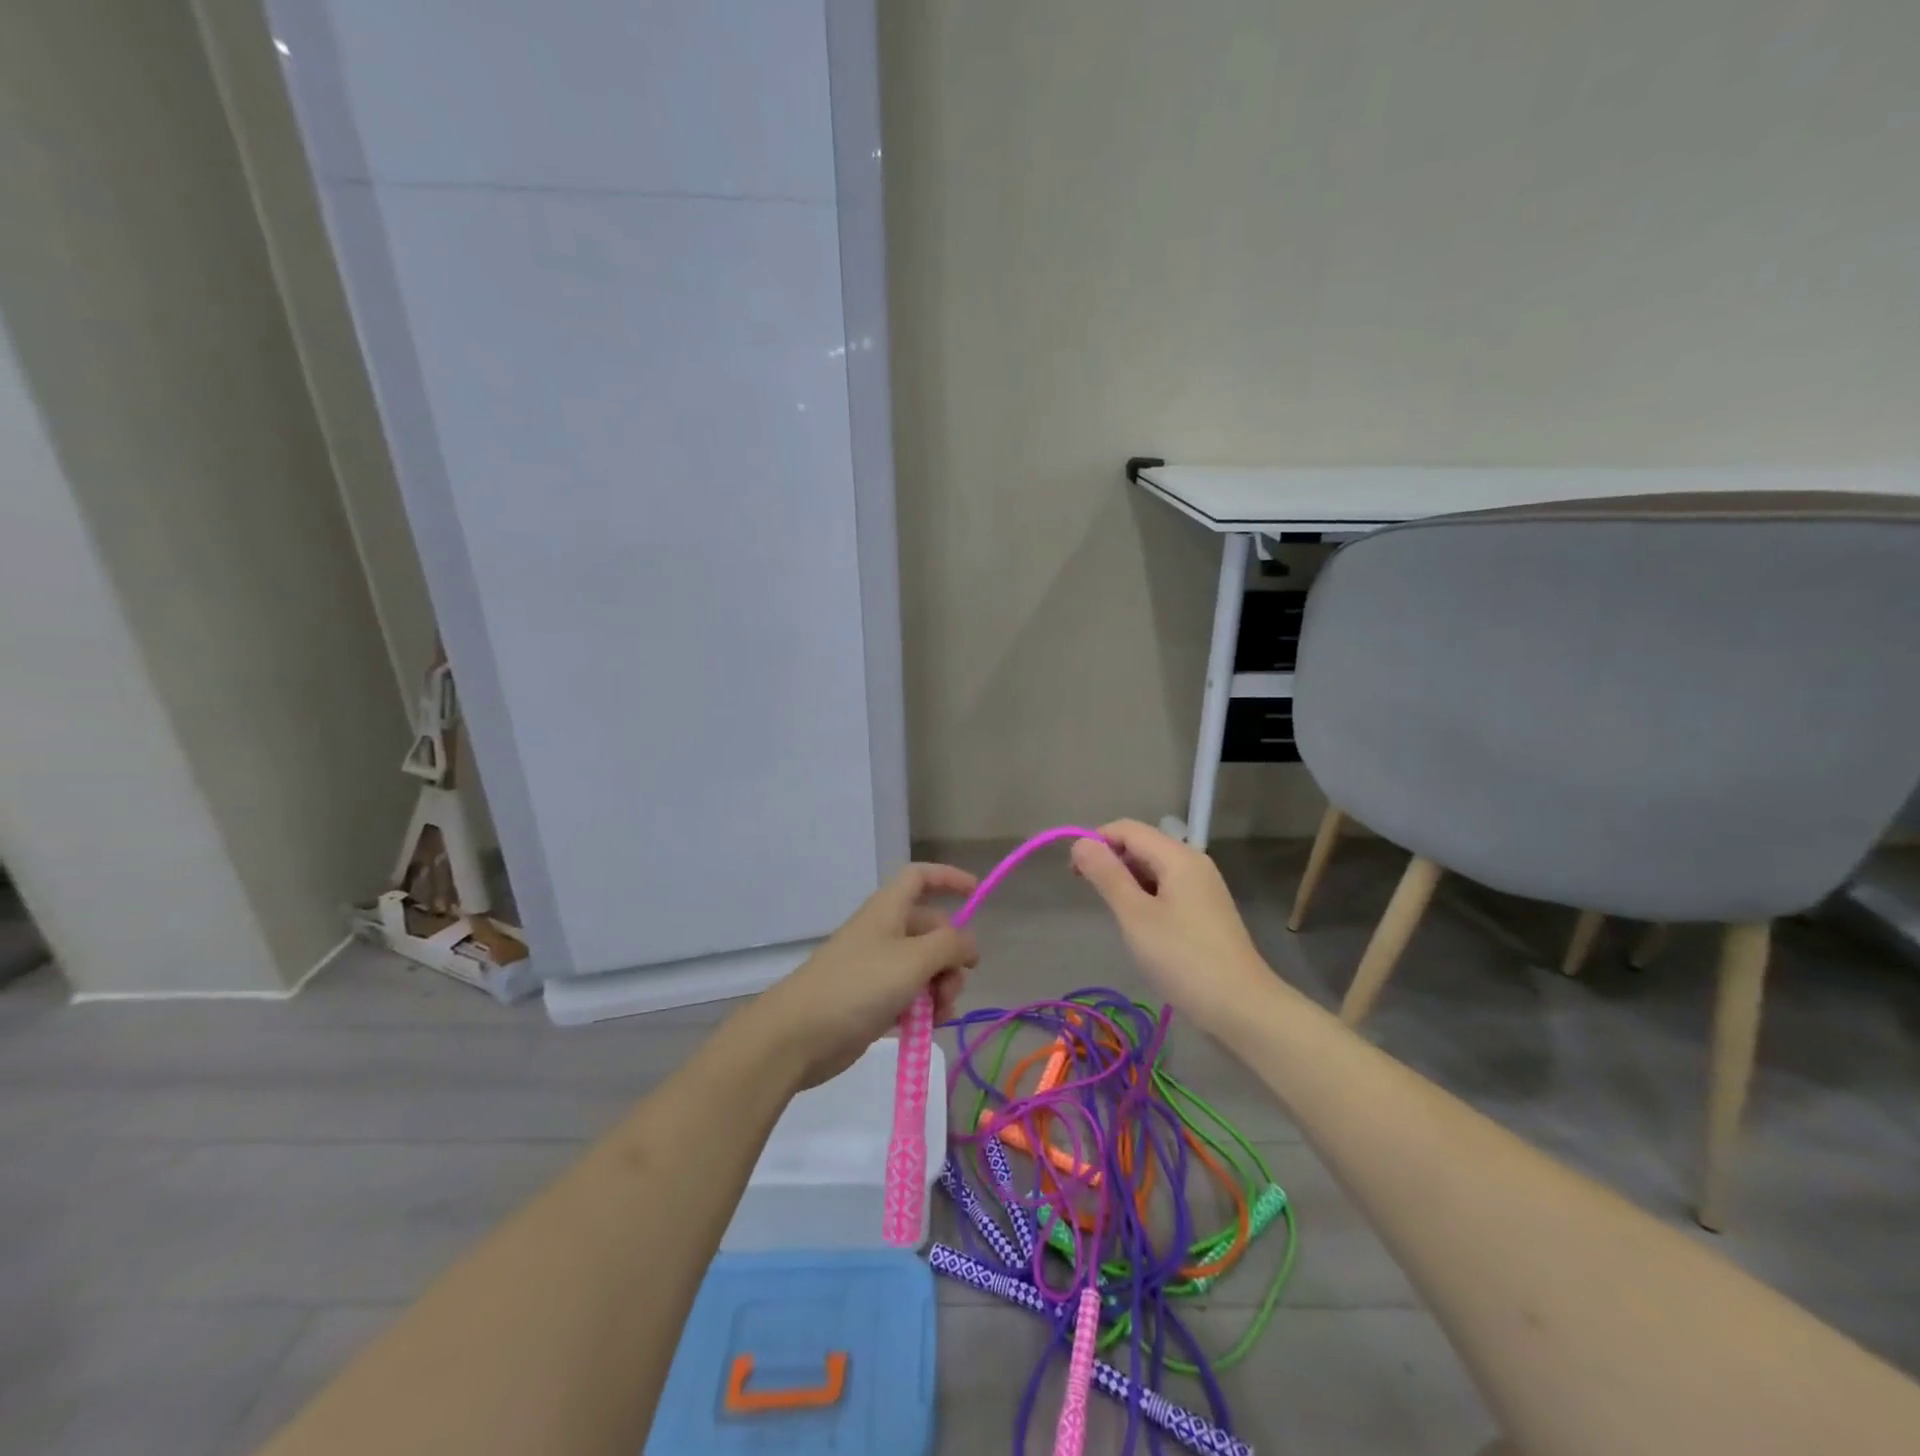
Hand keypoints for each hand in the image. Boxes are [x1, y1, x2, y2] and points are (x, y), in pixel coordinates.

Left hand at [752, 863, 979, 1089]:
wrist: (797, 1035)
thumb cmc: (858, 986)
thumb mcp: (913, 960)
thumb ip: (950, 946)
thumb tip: (969, 944)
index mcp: (888, 910)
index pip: (919, 877)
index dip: (948, 877)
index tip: (977, 892)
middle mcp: (884, 933)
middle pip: (931, 929)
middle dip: (951, 955)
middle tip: (953, 985)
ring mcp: (877, 968)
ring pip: (925, 966)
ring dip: (941, 987)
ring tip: (939, 1012)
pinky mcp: (872, 1001)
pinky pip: (911, 995)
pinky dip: (925, 1007)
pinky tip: (929, 1026)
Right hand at [1070, 819, 1270, 1034]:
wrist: (1241, 1008)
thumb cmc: (1183, 958)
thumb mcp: (1135, 915)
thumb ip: (1107, 875)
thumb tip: (1081, 842)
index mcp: (1178, 856)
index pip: (1127, 829)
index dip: (1097, 842)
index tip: (1074, 874)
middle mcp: (1193, 863)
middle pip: (1142, 845)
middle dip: (1111, 861)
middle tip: (1092, 896)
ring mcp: (1203, 887)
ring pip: (1154, 868)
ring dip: (1127, 881)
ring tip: (1115, 914)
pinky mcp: (1205, 911)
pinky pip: (1167, 888)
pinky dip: (1146, 896)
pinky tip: (1140, 925)